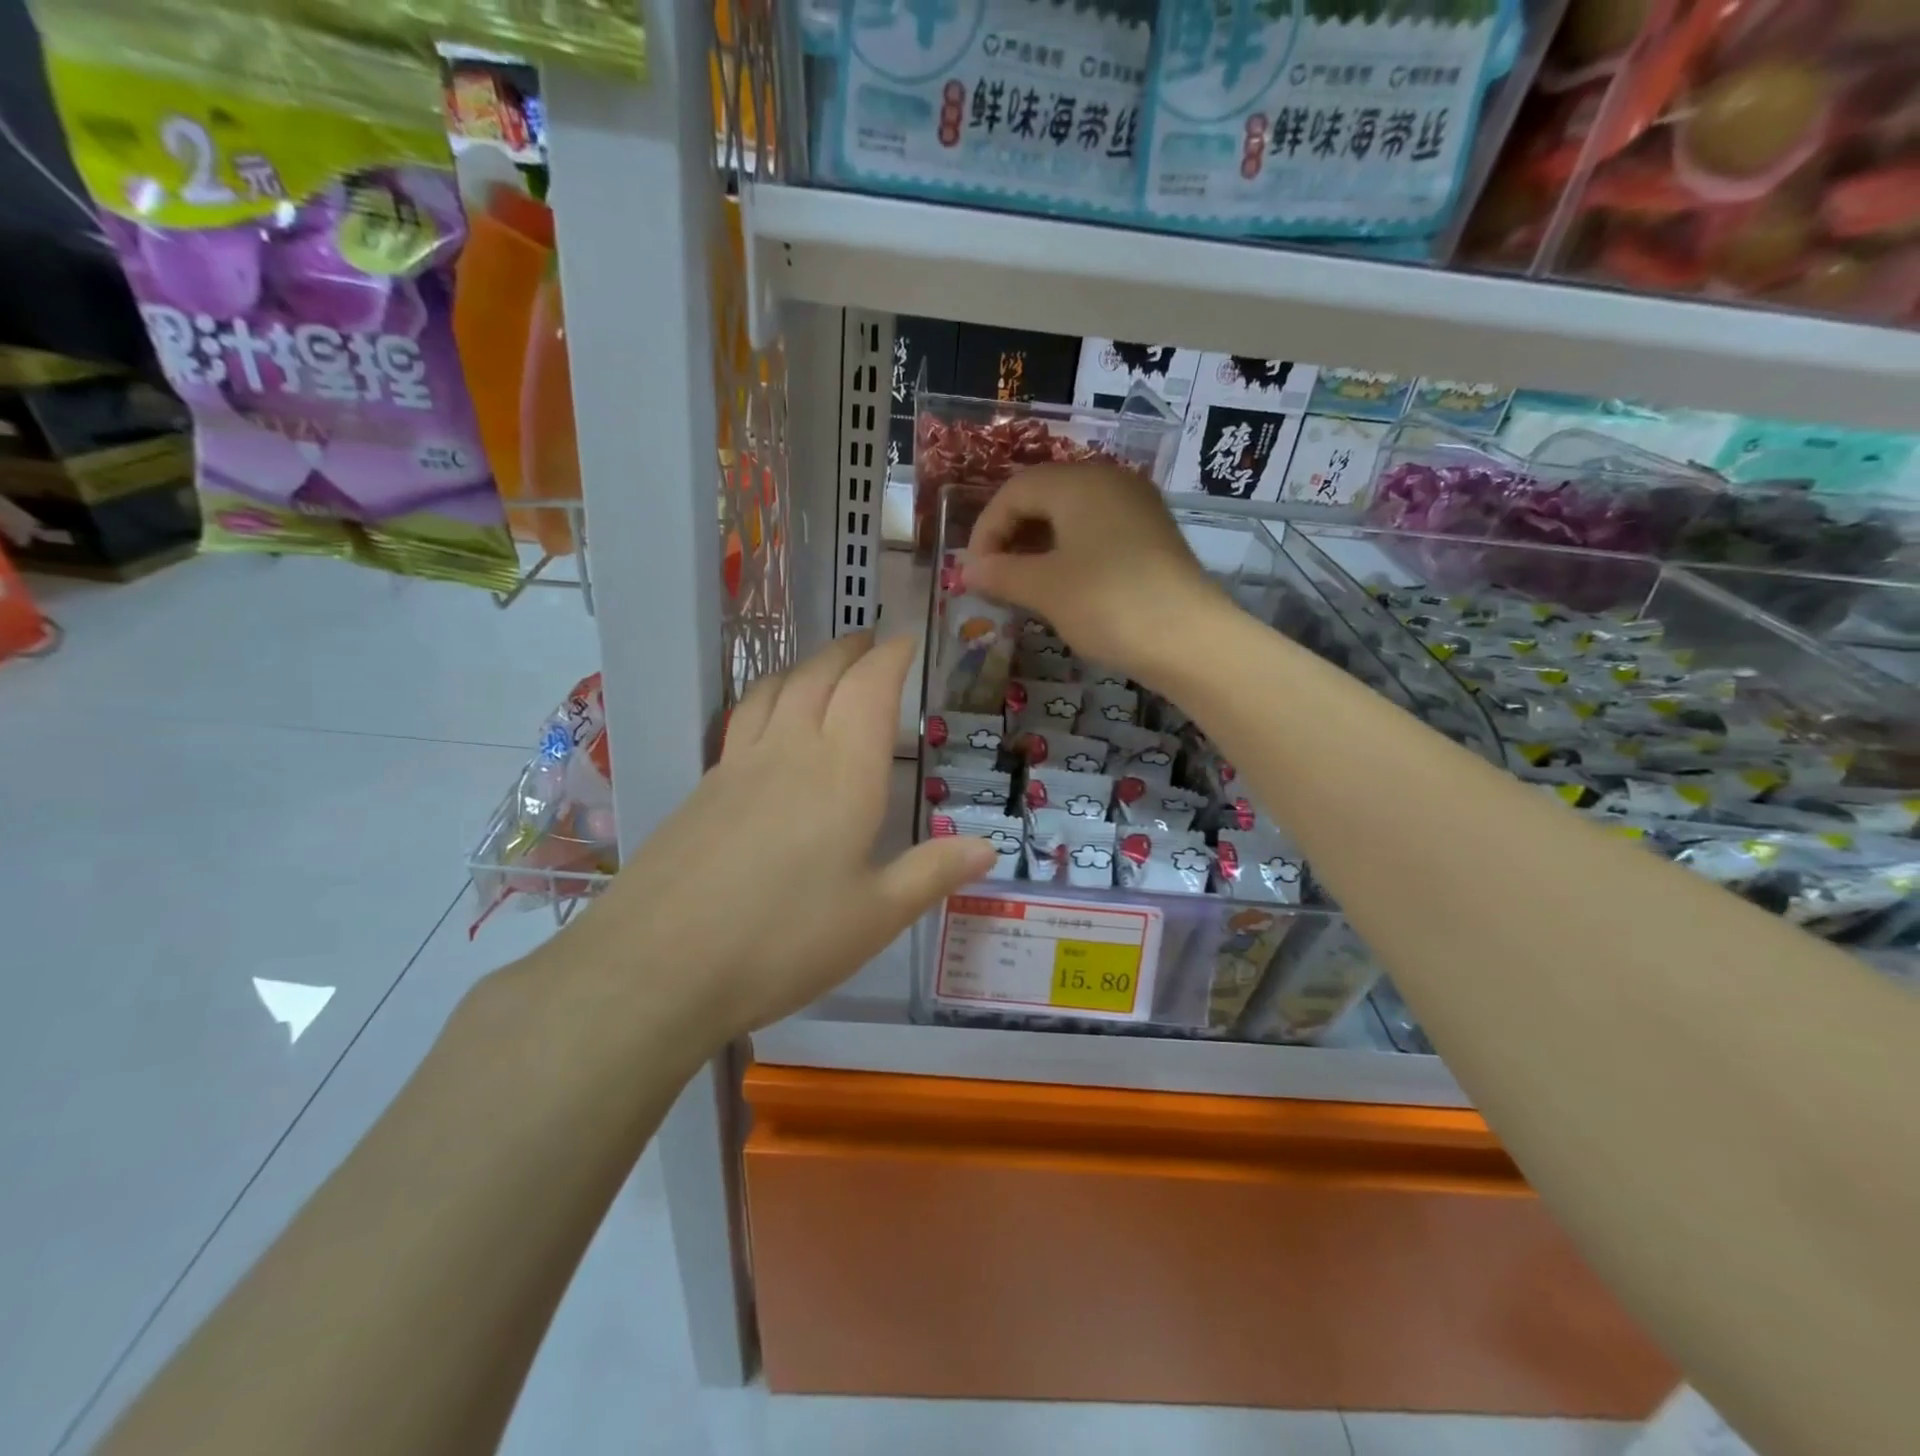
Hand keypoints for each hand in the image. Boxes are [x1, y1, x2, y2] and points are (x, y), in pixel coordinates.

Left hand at [556, 633, 994, 1043]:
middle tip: (870, 642)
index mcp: (843, 773)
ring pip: (774, 688)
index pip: (871, 688)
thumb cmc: (783, 942)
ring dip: (804, 665)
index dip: (891, 656)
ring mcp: (738, 765)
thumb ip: (932, 873)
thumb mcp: (875, 917)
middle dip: (849, 650)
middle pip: (819, 674)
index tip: (907, 640)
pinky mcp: (701, 788)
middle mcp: (791, 751)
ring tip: (822, 666)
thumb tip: (988, 847)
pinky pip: (743, 718)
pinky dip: (767, 697)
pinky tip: (768, 722)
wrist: (658, 967)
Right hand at [963, 462, 1228, 686]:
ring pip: (1071, 515)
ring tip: (1022, 585)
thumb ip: (1000, 574)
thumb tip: (967, 571)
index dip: (985, 530)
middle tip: (994, 578)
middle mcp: (1109, 481)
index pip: (1014, 491)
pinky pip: (1096, 532)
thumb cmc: (1108, 604)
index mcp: (1079, 482)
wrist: (1190, 640)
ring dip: (1038, 546)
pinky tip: (1062, 586)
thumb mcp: (1045, 589)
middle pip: (1043, 496)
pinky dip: (1069, 553)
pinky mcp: (1152, 535)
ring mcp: (1136, 506)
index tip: (973, 573)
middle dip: (1011, 536)